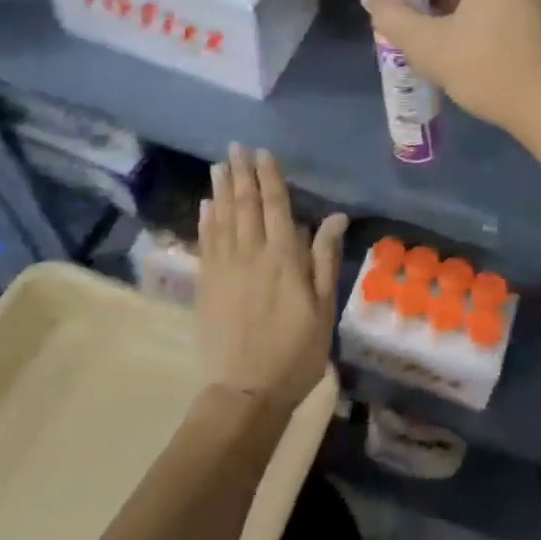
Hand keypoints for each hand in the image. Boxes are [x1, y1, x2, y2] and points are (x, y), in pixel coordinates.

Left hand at [197, 144, 347, 415]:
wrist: (246, 392)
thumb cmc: (296, 352)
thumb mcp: (323, 308)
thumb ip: (325, 259)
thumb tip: (334, 217)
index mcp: (284, 258)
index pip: (276, 207)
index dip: (270, 178)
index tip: (263, 153)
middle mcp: (251, 254)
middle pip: (245, 206)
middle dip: (241, 174)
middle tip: (235, 147)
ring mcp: (224, 269)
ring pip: (222, 219)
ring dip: (221, 190)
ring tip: (219, 166)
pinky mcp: (207, 285)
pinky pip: (206, 243)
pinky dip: (206, 221)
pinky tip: (206, 206)